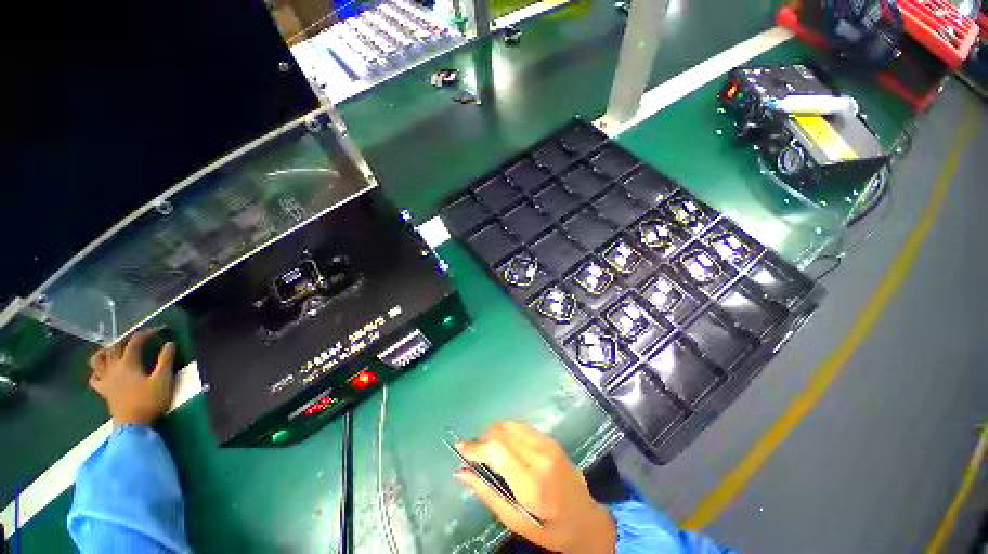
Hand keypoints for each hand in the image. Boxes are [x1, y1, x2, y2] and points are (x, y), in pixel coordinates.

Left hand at [88, 329, 176, 426]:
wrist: (133, 425)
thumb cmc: (150, 401)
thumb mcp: (163, 380)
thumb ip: (166, 360)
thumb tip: (170, 344)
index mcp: (128, 363)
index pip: (135, 342)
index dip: (147, 333)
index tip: (160, 330)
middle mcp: (114, 368)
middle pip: (114, 348)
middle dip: (126, 340)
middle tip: (138, 339)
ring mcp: (106, 380)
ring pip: (97, 360)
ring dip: (105, 352)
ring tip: (114, 350)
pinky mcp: (104, 391)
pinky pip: (94, 378)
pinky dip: (97, 371)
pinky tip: (103, 372)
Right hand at [455, 422, 615, 553]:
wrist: (587, 520)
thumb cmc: (551, 530)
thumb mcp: (516, 521)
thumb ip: (488, 494)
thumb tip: (461, 473)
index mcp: (533, 484)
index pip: (497, 450)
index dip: (475, 446)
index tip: (460, 448)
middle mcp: (541, 457)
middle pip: (502, 433)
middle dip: (482, 439)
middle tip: (471, 452)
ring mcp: (548, 444)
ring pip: (510, 425)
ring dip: (493, 433)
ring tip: (485, 448)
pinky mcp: (551, 439)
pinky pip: (522, 426)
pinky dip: (506, 431)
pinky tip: (503, 444)